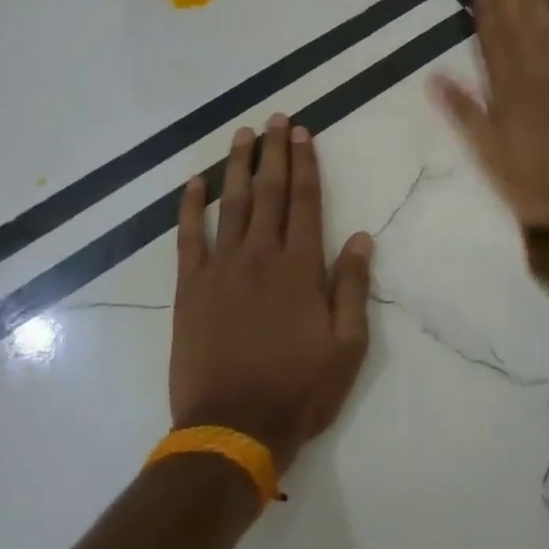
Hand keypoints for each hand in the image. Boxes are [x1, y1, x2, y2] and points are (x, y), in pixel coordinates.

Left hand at [171, 115, 373, 475]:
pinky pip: (188, 238)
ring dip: (237, 166)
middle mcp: (260, 256)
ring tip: (242, 135)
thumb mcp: (346, 347)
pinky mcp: (190, 288)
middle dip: (274, 152)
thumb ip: (351, 287)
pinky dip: (190, 208)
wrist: (232, 430)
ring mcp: (221, 269)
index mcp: (299, 268)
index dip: (305, 164)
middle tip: (275, 119)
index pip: (305, 201)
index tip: (302, 133)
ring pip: (230, 204)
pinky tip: (193, 184)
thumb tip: (360, 237)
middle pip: (269, 191)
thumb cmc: (298, 390)